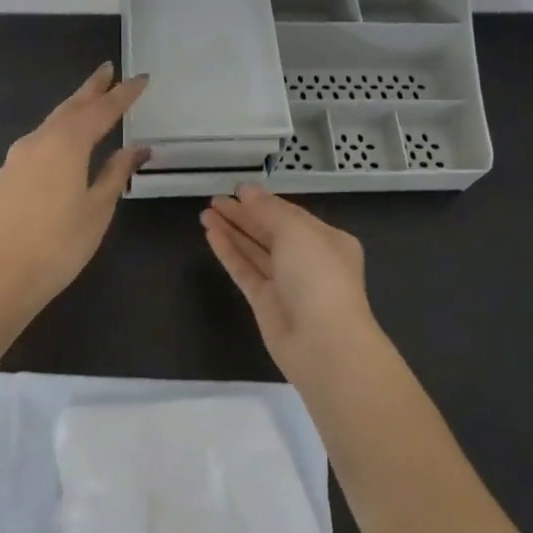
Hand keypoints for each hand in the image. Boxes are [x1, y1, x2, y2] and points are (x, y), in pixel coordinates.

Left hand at [0, 63, 149, 320]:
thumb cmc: (58, 245)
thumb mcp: (97, 209)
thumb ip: (117, 173)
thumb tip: (137, 148)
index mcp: (66, 143)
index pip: (103, 110)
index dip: (124, 94)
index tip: (142, 78)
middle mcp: (40, 140)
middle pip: (72, 106)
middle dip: (93, 88)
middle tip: (109, 70)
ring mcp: (18, 156)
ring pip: (53, 121)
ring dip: (75, 107)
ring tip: (92, 99)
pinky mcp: (7, 174)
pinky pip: (40, 139)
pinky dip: (60, 129)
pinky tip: (66, 139)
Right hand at [201, 185, 381, 382]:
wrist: (324, 343)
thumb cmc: (318, 276)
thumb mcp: (296, 232)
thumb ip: (268, 210)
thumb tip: (246, 190)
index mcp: (327, 240)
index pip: (290, 214)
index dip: (263, 201)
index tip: (236, 189)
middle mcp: (308, 260)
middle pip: (270, 231)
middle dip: (244, 215)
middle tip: (214, 200)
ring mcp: (286, 283)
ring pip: (255, 251)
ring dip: (232, 231)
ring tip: (205, 213)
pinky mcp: (266, 303)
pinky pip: (245, 271)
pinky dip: (229, 252)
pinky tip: (211, 235)